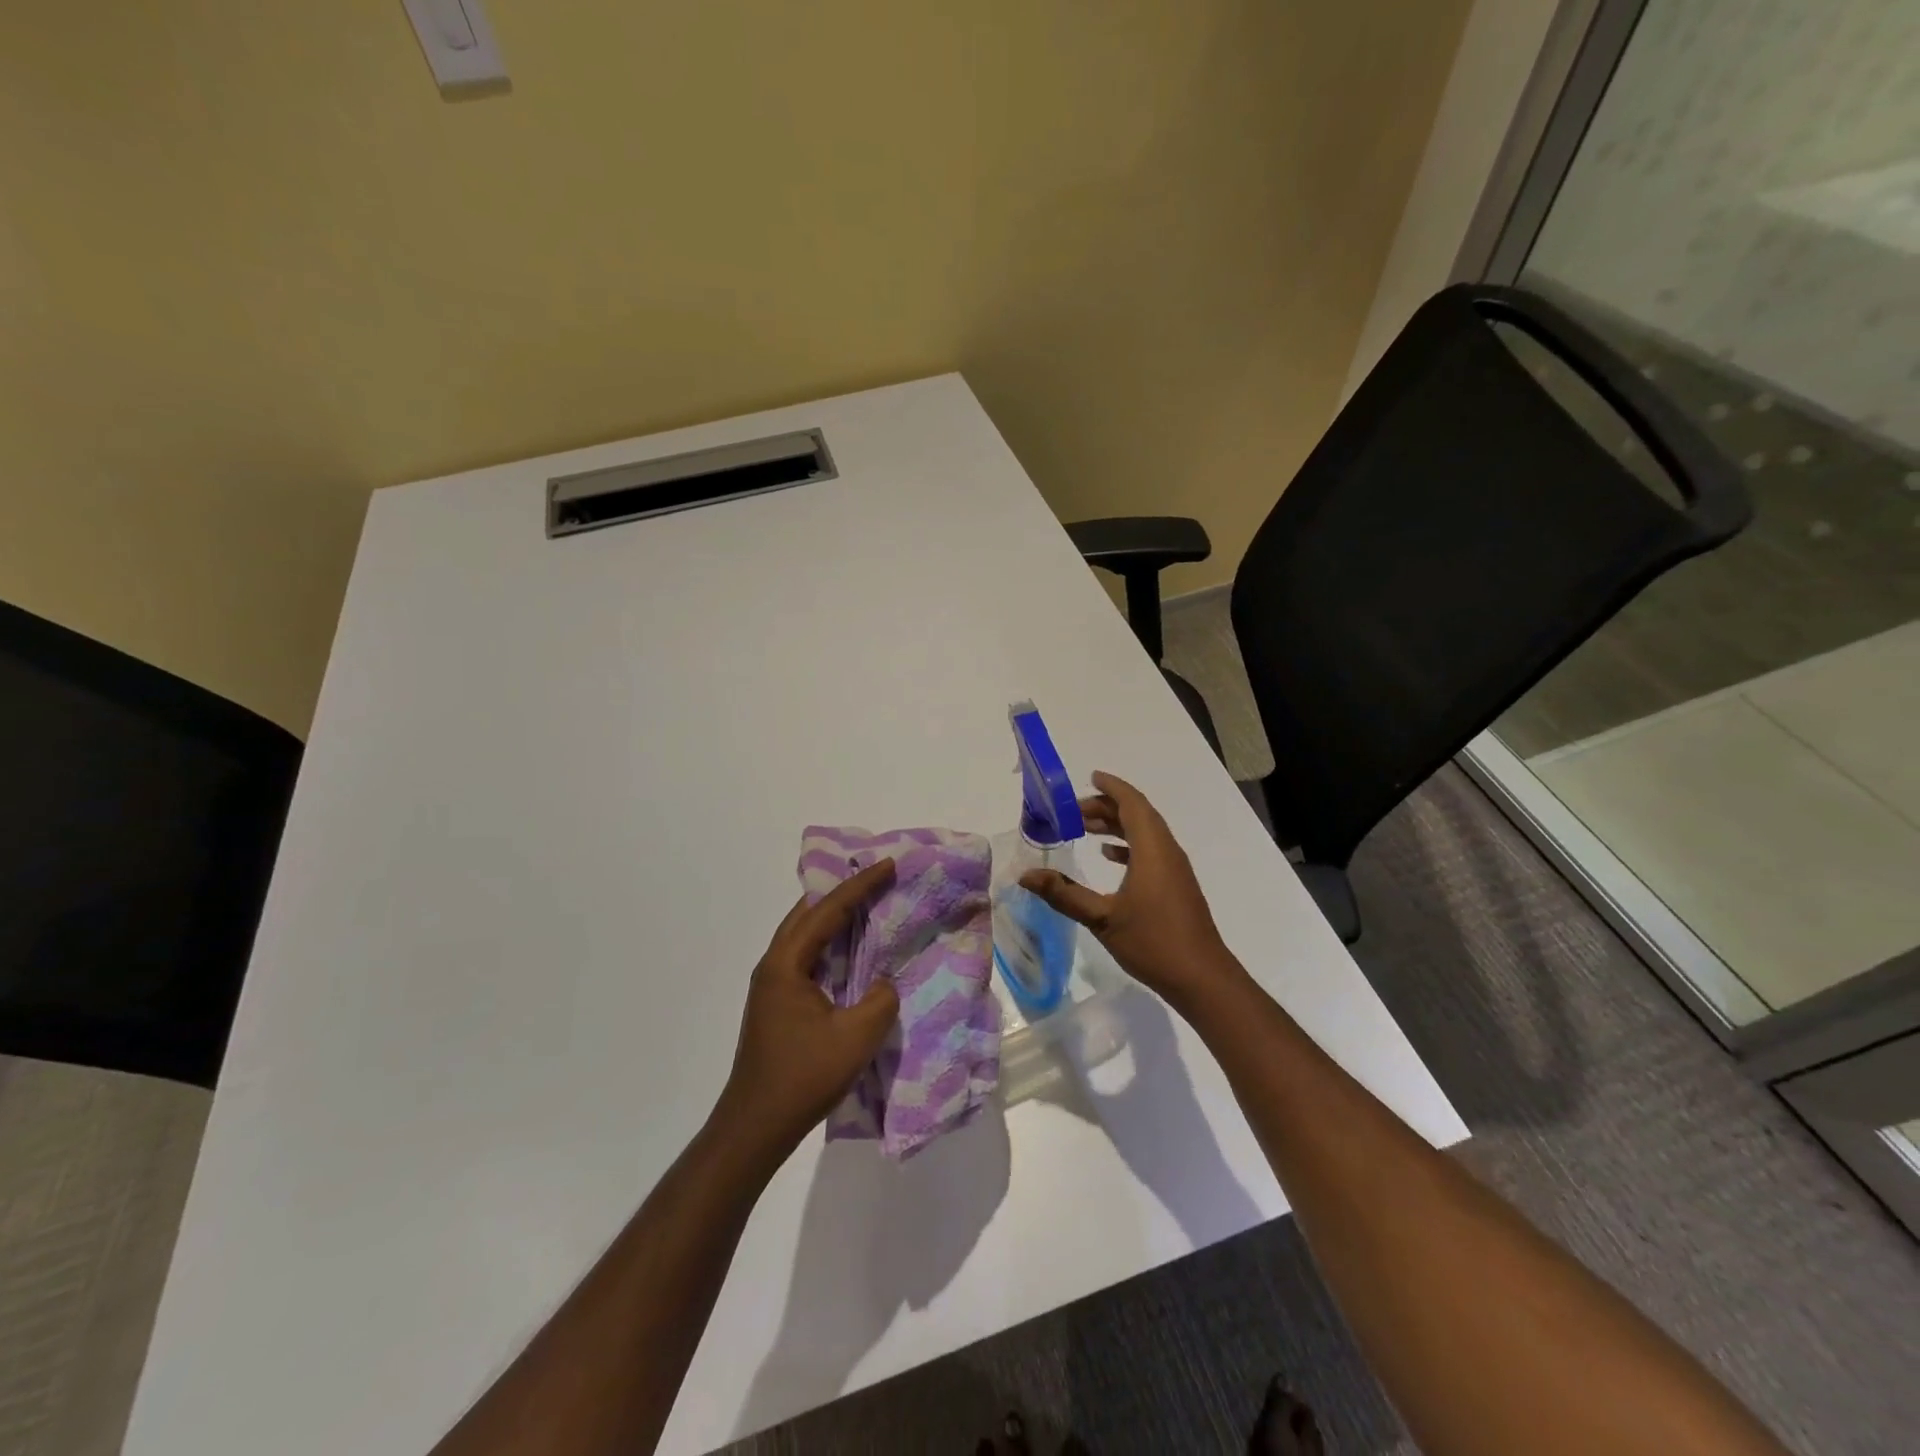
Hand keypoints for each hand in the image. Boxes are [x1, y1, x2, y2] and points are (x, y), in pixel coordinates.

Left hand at [716, 859, 900, 1158]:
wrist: (755, 1127)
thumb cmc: (803, 1077)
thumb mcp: (856, 1037)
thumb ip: (880, 1000)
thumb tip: (883, 983)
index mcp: (786, 964)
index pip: (827, 911)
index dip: (861, 885)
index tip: (889, 864)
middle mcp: (774, 965)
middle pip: (808, 913)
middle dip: (843, 892)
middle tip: (876, 877)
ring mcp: (772, 985)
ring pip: (805, 934)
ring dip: (834, 917)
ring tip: (867, 904)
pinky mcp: (777, 1003)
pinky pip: (806, 956)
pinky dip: (829, 943)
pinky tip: (850, 951)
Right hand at [1020, 770, 1239, 1009]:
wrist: (1202, 978)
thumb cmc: (1153, 942)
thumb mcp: (1102, 919)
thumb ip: (1064, 894)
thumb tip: (1026, 876)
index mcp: (1152, 850)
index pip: (1133, 804)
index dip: (1112, 787)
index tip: (1091, 777)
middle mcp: (1167, 852)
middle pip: (1138, 815)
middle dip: (1106, 807)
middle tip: (1073, 811)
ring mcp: (1175, 869)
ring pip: (1145, 833)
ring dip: (1117, 825)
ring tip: (1084, 829)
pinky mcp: (1176, 886)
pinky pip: (1151, 851)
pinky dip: (1128, 845)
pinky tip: (1109, 856)